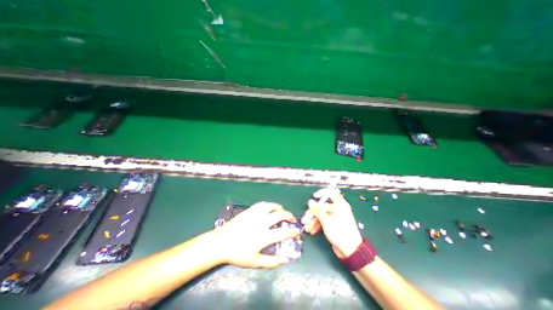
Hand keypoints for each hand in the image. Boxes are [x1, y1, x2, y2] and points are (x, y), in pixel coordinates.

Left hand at [212, 204, 300, 268]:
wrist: (221, 242)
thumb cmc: (238, 253)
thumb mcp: (255, 262)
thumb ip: (272, 261)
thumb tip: (286, 259)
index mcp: (263, 236)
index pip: (282, 233)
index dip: (292, 232)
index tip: (297, 232)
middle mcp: (261, 223)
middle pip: (279, 215)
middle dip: (289, 216)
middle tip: (292, 219)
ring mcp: (255, 214)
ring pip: (271, 206)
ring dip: (280, 208)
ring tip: (282, 211)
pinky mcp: (249, 210)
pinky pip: (262, 204)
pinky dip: (269, 205)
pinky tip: (270, 208)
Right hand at [302, 188, 362, 257]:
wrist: (350, 251)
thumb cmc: (340, 232)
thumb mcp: (326, 220)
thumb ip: (317, 210)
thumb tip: (310, 202)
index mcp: (339, 204)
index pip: (330, 192)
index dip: (322, 192)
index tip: (314, 196)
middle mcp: (337, 209)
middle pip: (321, 206)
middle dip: (312, 213)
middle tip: (304, 220)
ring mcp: (334, 217)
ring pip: (321, 215)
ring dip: (313, 221)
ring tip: (307, 228)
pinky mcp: (333, 225)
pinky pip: (323, 221)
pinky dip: (317, 225)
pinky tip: (312, 231)